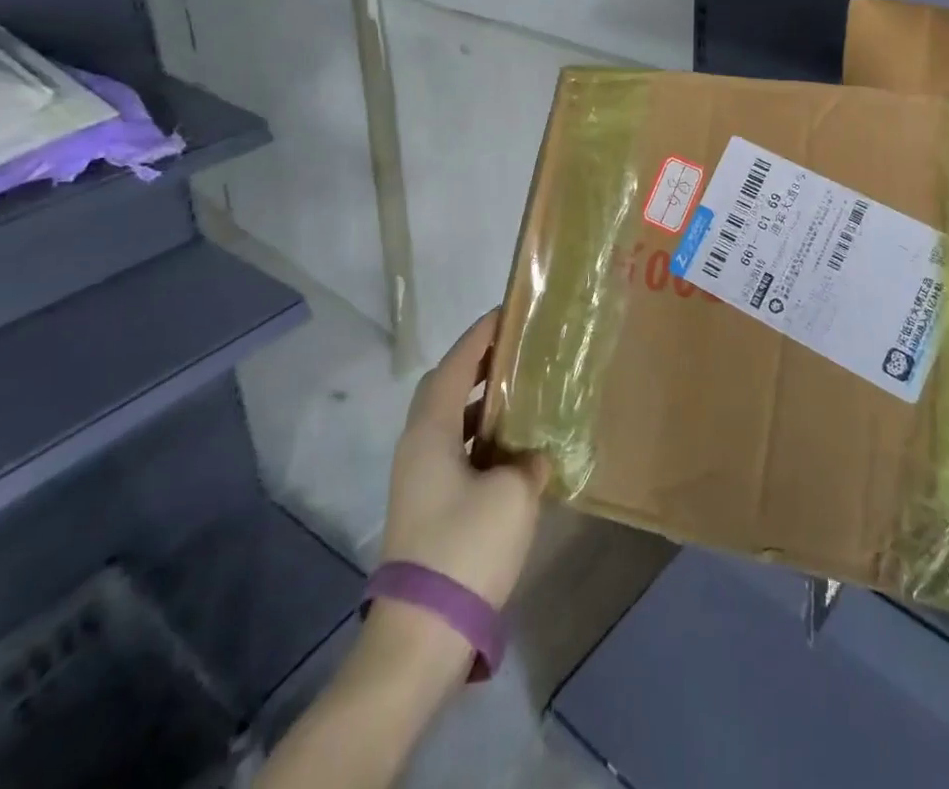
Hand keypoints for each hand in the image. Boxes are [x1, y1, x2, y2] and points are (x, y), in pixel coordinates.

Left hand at [258, 315, 549, 788]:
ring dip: (480, 402)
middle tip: (516, 352)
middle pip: (445, 389)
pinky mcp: (427, 507)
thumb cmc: (466, 548)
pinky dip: (480, 438)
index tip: (506, 314)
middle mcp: (417, 447)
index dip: (479, 337)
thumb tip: (531, 458)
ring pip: (449, 422)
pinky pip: (455, 451)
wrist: (423, 634)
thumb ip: (528, 462)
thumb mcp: (513, 495)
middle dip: (478, 365)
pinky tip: (512, 450)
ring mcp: (418, 479)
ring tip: (520, 393)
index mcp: (430, 432)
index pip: (454, 366)